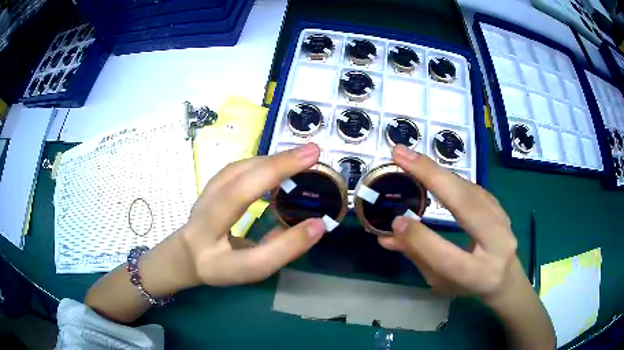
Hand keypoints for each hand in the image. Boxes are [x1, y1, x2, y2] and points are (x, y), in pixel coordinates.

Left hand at [180, 143, 325, 285]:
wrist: (187, 253)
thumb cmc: (220, 264)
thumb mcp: (251, 269)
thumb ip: (280, 249)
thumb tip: (316, 225)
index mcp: (217, 255)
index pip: (250, 251)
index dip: (286, 240)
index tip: (319, 219)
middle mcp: (205, 220)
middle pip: (237, 187)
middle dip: (277, 167)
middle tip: (313, 154)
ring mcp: (204, 197)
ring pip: (236, 171)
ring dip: (270, 160)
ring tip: (300, 157)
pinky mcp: (210, 184)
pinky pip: (237, 168)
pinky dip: (260, 161)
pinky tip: (277, 162)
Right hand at [378, 145, 517, 298]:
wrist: (506, 277)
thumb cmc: (468, 285)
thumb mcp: (440, 281)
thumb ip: (418, 256)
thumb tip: (387, 235)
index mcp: (477, 275)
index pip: (447, 256)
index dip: (421, 238)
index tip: (396, 219)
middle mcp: (497, 245)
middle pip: (466, 206)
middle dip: (432, 176)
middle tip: (401, 154)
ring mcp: (503, 222)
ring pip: (470, 190)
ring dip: (440, 171)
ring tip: (411, 157)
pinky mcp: (500, 207)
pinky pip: (474, 188)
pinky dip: (451, 177)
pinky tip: (434, 169)